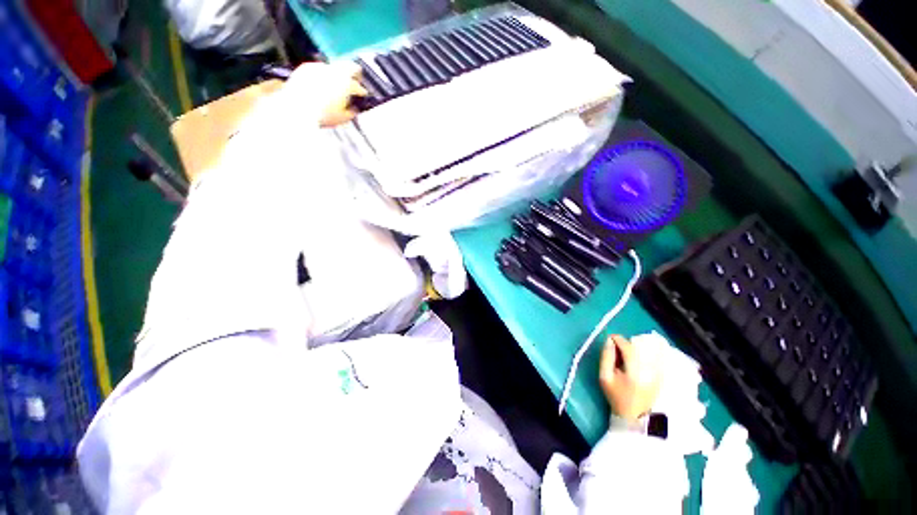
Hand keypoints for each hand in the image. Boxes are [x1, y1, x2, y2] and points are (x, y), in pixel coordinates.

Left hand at [281, 62, 367, 127]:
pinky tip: (322, 81)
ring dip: (337, 73)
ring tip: (337, 82)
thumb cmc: (322, 114)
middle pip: (349, 67)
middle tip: (354, 80)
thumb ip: (351, 112)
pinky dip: (323, 74)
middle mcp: (335, 71)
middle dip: (353, 74)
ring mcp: (320, 66)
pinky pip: (319, 68)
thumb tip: (354, 109)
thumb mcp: (342, 118)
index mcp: (347, 83)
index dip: (362, 91)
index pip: (358, 86)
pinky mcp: (306, 67)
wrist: (296, 108)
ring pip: (334, 66)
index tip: (363, 94)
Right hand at [599, 335, 661, 421]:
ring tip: (624, 358)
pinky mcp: (661, 375)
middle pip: (638, 347)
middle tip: (615, 352)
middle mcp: (650, 369)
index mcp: (635, 371)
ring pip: (645, 351)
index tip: (609, 340)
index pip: (628, 347)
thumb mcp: (605, 377)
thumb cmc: (617, 396)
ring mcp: (658, 372)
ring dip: (633, 350)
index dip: (617, 340)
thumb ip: (606, 357)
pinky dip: (643, 355)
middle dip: (625, 345)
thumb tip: (609, 340)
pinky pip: (653, 358)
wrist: (635, 416)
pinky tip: (635, 361)